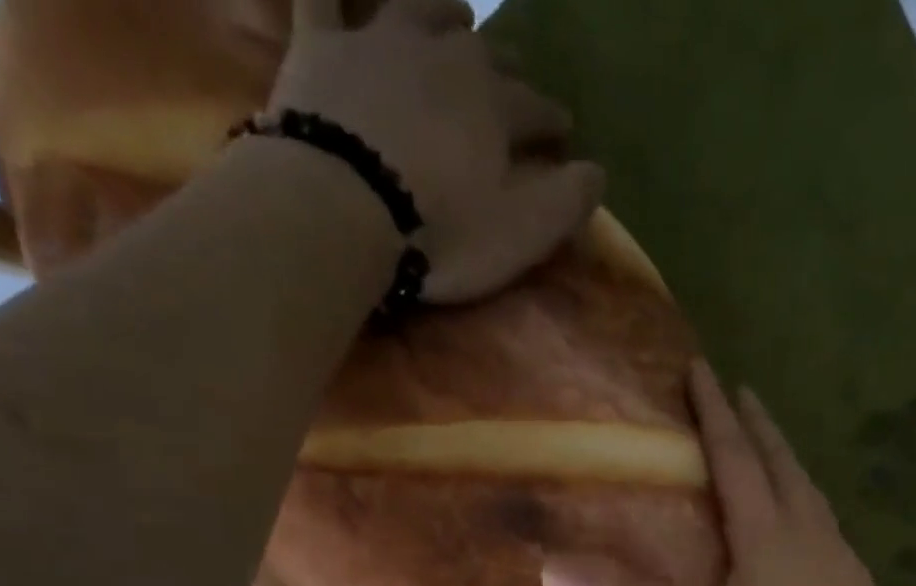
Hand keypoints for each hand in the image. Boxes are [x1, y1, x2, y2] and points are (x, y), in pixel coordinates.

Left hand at [272, 0, 604, 302]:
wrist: (342, 208)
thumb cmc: (443, 231)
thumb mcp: (522, 233)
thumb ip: (566, 202)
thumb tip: (597, 174)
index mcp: (495, 105)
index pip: (536, 108)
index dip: (552, 120)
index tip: (564, 132)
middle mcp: (444, 55)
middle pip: (483, 53)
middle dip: (504, 66)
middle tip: (510, 78)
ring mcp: (377, 41)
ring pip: (417, 8)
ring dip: (441, 10)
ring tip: (454, 15)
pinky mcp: (318, 48)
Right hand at [542, 362, 912, 585]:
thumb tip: (555, 570)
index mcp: (767, 535)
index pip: (736, 459)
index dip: (715, 415)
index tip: (702, 368)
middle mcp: (806, 533)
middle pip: (780, 464)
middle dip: (756, 425)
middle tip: (743, 390)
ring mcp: (838, 558)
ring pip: (809, 492)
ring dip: (787, 460)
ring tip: (774, 447)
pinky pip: (826, 525)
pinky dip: (808, 504)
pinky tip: (808, 526)